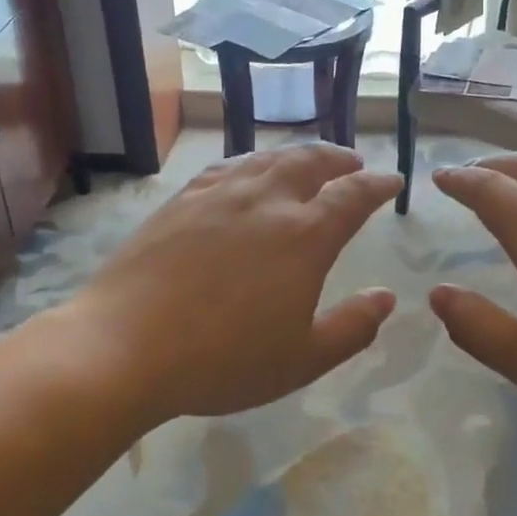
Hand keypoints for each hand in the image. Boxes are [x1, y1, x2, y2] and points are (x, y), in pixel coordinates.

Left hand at [48, 144, 400, 429]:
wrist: (124, 347)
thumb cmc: (222, 360)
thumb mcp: (302, 359)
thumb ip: (352, 327)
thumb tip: (386, 298)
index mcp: (304, 236)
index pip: (353, 196)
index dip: (378, 185)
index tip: (392, 181)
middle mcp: (266, 201)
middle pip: (311, 162)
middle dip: (339, 159)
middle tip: (353, 163)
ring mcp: (219, 195)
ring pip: (268, 158)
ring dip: (298, 155)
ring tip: (308, 161)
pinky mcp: (181, 201)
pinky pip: (227, 167)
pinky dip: (252, 163)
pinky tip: (248, 173)